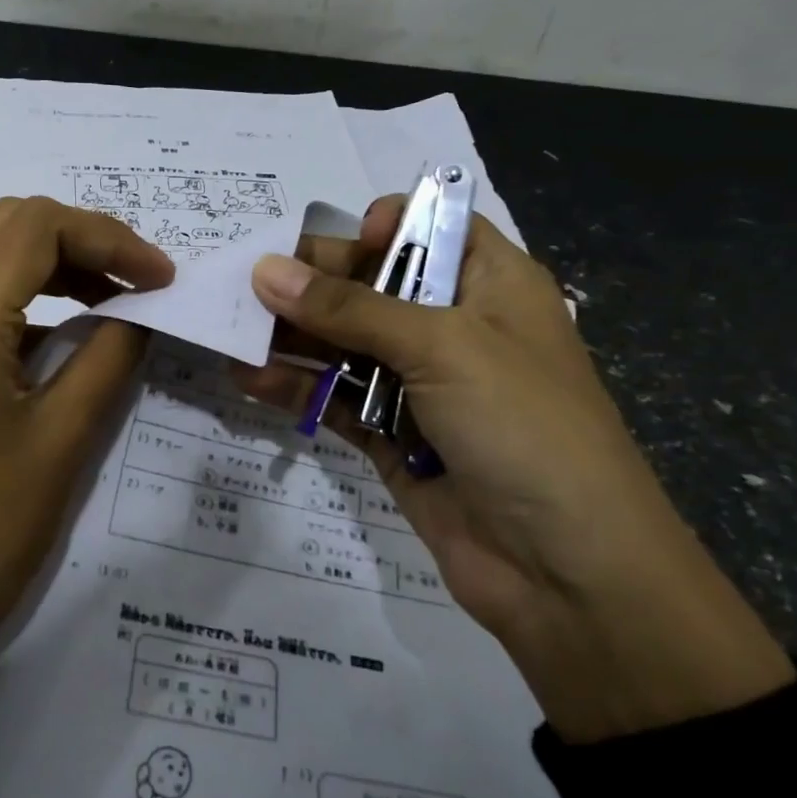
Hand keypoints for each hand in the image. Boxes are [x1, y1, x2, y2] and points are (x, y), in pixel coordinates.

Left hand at [0, 197, 173, 640]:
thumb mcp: (66, 437)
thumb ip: (111, 354)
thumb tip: (141, 310)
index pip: (37, 228)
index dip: (110, 238)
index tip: (162, 277)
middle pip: (9, 225)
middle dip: (84, 240)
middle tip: (139, 281)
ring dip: (54, 261)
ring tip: (113, 299)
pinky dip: (25, 290)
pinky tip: (66, 325)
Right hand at [236, 199, 792, 741]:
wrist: (566, 571)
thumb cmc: (522, 425)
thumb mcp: (442, 347)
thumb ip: (349, 309)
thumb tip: (264, 271)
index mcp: (491, 285)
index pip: (431, 228)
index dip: (381, 226)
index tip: (333, 243)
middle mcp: (454, 327)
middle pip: (373, 286)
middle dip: (312, 283)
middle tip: (245, 283)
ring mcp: (421, 386)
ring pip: (345, 345)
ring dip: (292, 337)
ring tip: (230, 328)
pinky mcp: (392, 437)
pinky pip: (336, 400)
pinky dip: (296, 389)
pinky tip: (248, 378)